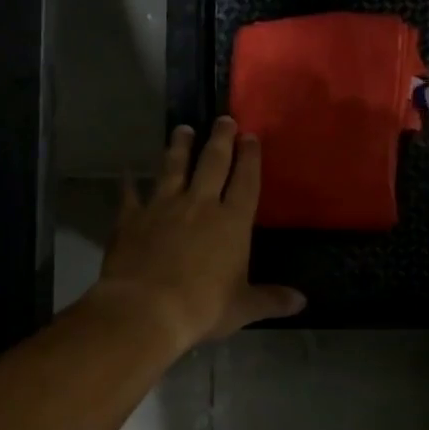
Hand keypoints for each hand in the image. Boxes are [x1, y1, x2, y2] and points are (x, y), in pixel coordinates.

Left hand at [91, 118, 305, 349]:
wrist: (145, 310)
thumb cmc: (202, 308)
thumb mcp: (243, 308)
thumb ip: (271, 300)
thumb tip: (302, 302)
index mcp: (232, 222)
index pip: (245, 181)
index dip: (250, 158)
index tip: (251, 136)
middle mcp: (199, 204)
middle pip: (212, 163)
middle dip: (220, 139)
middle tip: (224, 119)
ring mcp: (162, 207)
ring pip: (173, 168)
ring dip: (179, 147)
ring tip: (183, 129)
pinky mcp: (131, 218)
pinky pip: (130, 195)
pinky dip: (128, 183)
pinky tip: (127, 173)